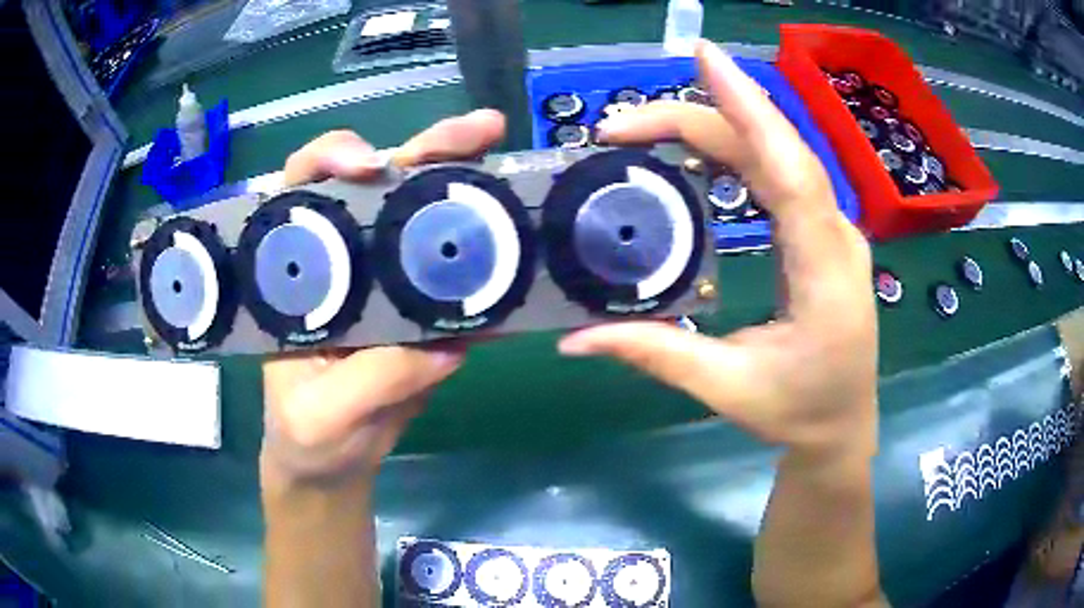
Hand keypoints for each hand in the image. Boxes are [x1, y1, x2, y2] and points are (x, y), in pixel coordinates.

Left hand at [262, 110, 505, 485]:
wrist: (336, 465)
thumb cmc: (305, 435)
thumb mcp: (322, 413)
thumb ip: (371, 380)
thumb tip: (446, 345)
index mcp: (296, 268)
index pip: (302, 188)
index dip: (330, 158)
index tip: (367, 167)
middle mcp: (344, 258)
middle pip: (380, 184)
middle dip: (426, 149)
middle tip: (479, 131)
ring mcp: (390, 280)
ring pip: (427, 215)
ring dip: (469, 182)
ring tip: (506, 154)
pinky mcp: (427, 309)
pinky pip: (461, 275)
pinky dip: (493, 255)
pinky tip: (526, 235)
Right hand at [559, 41, 877, 457]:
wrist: (844, 426)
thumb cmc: (798, 412)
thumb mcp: (726, 388)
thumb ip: (656, 354)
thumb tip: (574, 340)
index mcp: (825, 272)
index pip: (790, 170)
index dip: (749, 108)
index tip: (704, 59)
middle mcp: (836, 235)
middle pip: (776, 151)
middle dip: (703, 117)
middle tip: (622, 123)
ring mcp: (833, 230)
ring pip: (780, 156)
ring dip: (719, 127)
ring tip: (648, 127)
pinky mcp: (822, 233)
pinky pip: (783, 175)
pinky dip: (741, 149)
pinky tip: (701, 147)